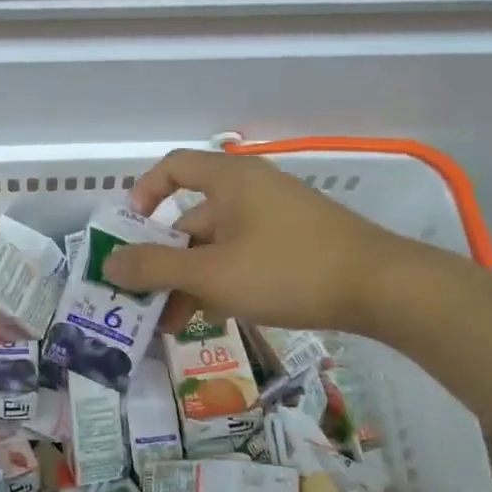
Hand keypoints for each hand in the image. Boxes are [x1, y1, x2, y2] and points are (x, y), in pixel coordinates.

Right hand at [101, 148, 433, 337]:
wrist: (383, 288)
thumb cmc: (287, 269)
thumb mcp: (212, 273)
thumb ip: (156, 268)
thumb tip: (109, 264)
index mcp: (230, 180)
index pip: (173, 167)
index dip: (144, 193)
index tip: (131, 232)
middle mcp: (251, 191)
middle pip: (192, 218)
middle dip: (165, 261)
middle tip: (146, 301)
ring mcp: (276, 218)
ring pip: (218, 245)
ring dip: (192, 281)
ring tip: (176, 324)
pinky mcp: (296, 244)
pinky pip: (244, 257)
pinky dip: (224, 282)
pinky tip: (216, 318)